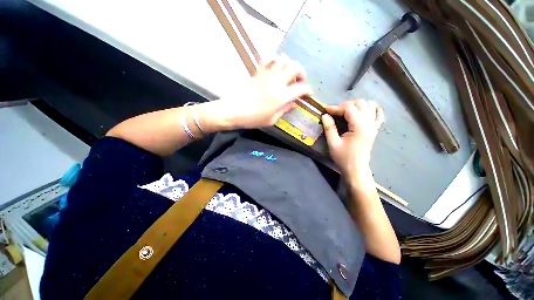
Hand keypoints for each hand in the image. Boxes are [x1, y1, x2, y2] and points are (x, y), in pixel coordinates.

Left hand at [210, 55, 312, 129]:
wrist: (234, 111)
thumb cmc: (253, 119)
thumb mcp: (271, 119)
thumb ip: (284, 110)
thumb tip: (294, 104)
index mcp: (281, 96)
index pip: (301, 88)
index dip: (308, 90)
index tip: (308, 94)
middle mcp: (277, 82)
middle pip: (295, 67)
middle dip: (302, 73)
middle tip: (299, 83)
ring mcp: (267, 74)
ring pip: (284, 60)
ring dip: (290, 66)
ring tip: (288, 75)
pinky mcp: (258, 72)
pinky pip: (268, 59)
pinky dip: (274, 60)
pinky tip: (275, 67)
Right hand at [321, 99, 383, 177]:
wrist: (356, 169)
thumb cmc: (343, 158)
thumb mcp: (333, 143)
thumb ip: (329, 127)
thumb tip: (325, 115)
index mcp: (359, 127)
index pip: (349, 108)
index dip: (336, 107)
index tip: (325, 110)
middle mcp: (369, 123)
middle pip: (360, 103)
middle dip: (345, 105)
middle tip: (335, 112)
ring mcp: (374, 125)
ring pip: (369, 105)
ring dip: (357, 105)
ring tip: (346, 111)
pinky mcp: (375, 129)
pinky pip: (378, 114)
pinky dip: (371, 108)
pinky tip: (363, 110)